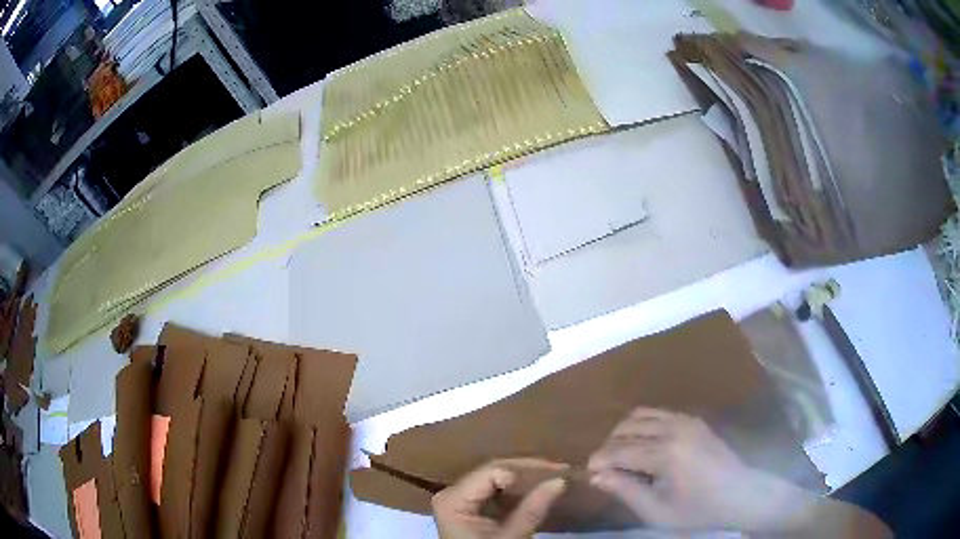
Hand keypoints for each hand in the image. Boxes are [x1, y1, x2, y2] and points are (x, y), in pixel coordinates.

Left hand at [432, 459, 567, 538]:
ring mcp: (458, 498)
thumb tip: (560, 480)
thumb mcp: (511, 536)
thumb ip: (533, 508)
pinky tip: (535, 489)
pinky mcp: (467, 506)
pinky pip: (493, 490)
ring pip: (495, 478)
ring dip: (524, 478)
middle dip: (528, 471)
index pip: (493, 472)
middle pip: (493, 471)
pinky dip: (515, 490)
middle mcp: (451, 492)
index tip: (558, 472)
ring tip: (553, 476)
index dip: (526, 470)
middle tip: (561, 470)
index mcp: (453, 499)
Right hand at [588, 408, 811, 531]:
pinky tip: (645, 446)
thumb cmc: (698, 510)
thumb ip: (626, 490)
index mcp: (665, 453)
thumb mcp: (658, 511)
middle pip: (626, 427)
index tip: (588, 474)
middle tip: (606, 469)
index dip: (598, 461)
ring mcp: (686, 420)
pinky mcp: (694, 419)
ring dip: (625, 433)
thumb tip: (596, 476)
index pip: (618, 450)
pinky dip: (643, 425)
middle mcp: (673, 428)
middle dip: (609, 446)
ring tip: (622, 456)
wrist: (741, 494)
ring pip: (640, 414)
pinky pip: (658, 413)